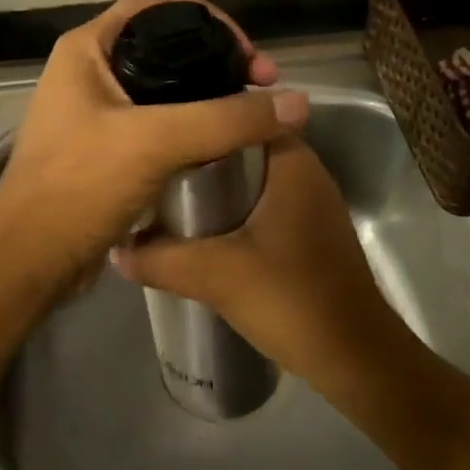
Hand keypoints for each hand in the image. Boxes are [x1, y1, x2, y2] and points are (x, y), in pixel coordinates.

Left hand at [0, 0, 307, 291]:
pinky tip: (219, 145)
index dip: (210, 20)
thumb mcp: (155, 142)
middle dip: (217, 61)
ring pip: (164, 89)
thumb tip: (298, 103)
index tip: (249, 55)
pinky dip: (190, 128)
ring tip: (249, 116)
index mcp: (88, 49)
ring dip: (207, 97)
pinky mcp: (105, 149)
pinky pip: (157, 124)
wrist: (30, 258)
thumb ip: (226, 119)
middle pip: (165, 47)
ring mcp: (95, 113)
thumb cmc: (80, 186)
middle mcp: (89, 72)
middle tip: (261, 88)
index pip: (157, 7)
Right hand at [112, 136, 401, 384]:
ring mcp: (308, 204)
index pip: (242, 113)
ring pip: (249, 178)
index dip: (200, 112)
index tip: (160, 123)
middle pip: (241, 146)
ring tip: (162, 191)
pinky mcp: (305, 232)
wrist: (353, 357)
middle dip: (197, 153)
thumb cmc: (291, 298)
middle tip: (151, 160)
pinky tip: (196, 228)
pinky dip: (229, 208)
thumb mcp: (216, 275)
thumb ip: (161, 259)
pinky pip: (259, 204)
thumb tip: (116, 250)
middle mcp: (304, 172)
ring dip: (211, 184)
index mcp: (292, 162)